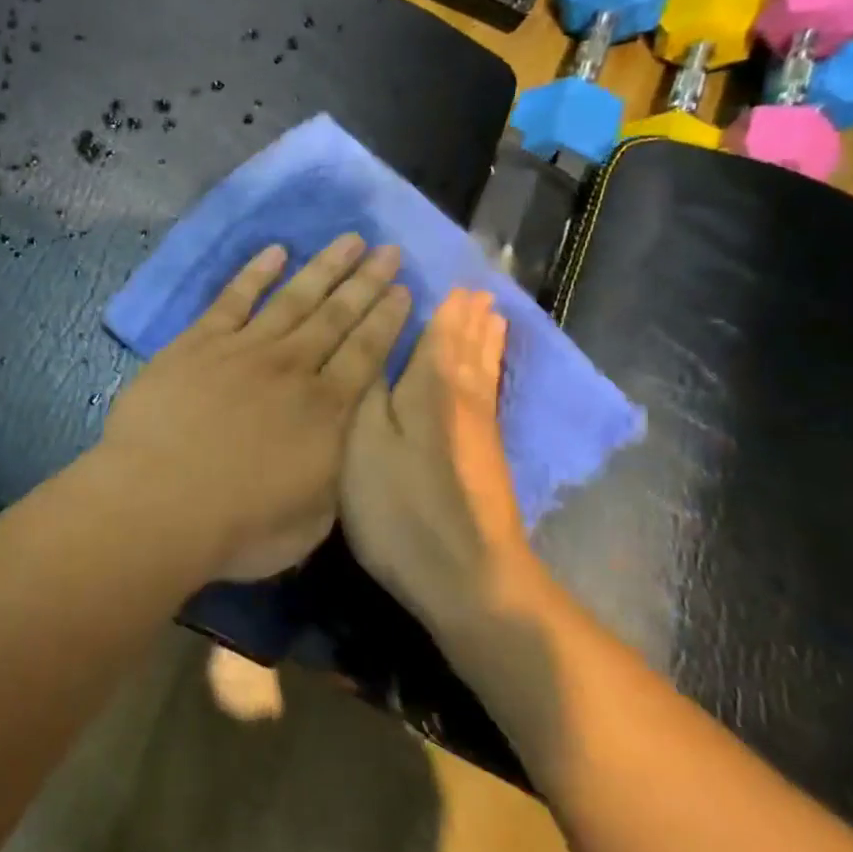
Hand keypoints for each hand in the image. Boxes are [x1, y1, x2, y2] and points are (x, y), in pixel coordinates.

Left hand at [101, 235, 410, 582]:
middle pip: (337, 317)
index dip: (387, 319)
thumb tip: (338, 451)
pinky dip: (255, 273)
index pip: (366, 354)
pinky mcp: (197, 344)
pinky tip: (274, 251)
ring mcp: (243, 350)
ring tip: (349, 239)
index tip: (403, 289)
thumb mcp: (311, 522)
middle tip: (388, 249)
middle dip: (366, 282)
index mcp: (327, 413)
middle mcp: (292, 370)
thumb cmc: (238, 527)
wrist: (159, 502)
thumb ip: (331, 477)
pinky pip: (233, 299)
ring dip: (323, 268)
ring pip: (293, 299)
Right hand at [340, 288, 537, 635]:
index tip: (440, 274)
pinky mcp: (486, 456)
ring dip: (485, 338)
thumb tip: (373, 340)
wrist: (468, 577)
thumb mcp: (362, 442)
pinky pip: (488, 390)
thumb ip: (365, 387)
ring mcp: (480, 429)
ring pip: (483, 368)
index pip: (439, 330)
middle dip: (469, 314)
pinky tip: (487, 371)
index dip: (440, 303)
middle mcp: (462, 397)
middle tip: (472, 284)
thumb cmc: (402, 507)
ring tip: (490, 312)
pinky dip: (490, 368)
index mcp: (431, 385)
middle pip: (468, 345)